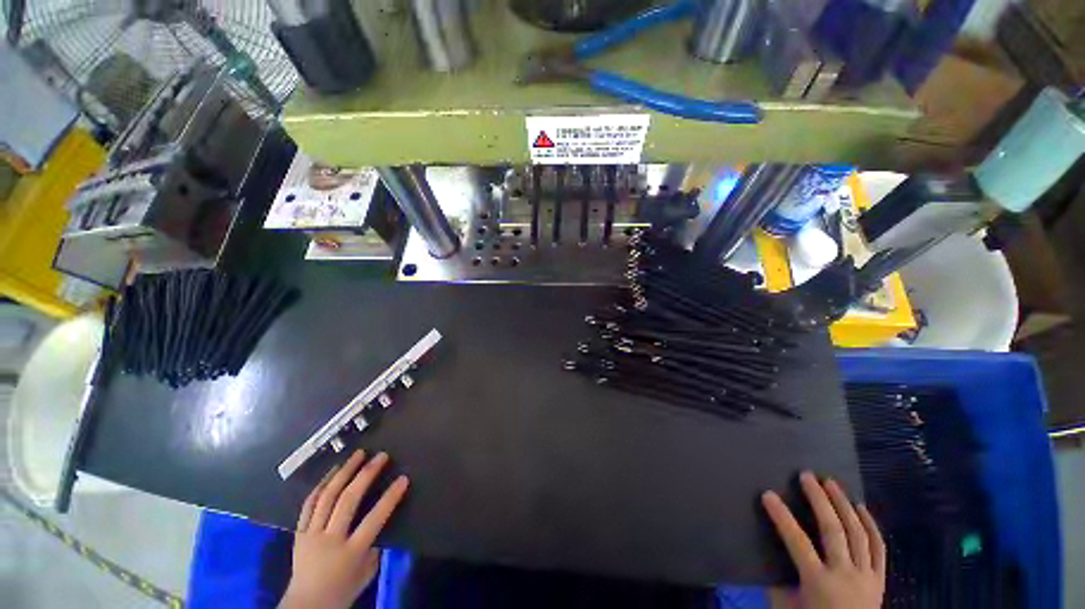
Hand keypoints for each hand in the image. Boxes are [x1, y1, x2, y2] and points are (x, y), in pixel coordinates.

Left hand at [280, 450, 409, 608]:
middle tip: (380, 457)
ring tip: (356, 455)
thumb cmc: (342, 590)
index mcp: (350, 553)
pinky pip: (309, 504)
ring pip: (326, 497)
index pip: (374, 520)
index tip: (403, 479)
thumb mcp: (366, 571)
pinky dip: (321, 485)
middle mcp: (329, 540)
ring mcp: (311, 535)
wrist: (306, 606)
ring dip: (343, 472)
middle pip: (347, 501)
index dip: (390, 498)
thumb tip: (381, 520)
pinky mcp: (299, 533)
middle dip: (365, 475)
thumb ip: (375, 545)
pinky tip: (332, 471)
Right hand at [762, 471, 885, 608]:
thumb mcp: (787, 606)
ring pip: (857, 534)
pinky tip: (861, 507)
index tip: (768, 494)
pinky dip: (871, 526)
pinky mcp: (880, 580)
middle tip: (807, 476)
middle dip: (819, 500)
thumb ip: (778, 579)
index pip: (797, 542)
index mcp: (818, 583)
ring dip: (844, 505)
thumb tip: (766, 549)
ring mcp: (866, 577)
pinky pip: (879, 549)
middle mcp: (844, 575)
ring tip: (831, 483)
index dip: (782, 517)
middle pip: (833, 530)